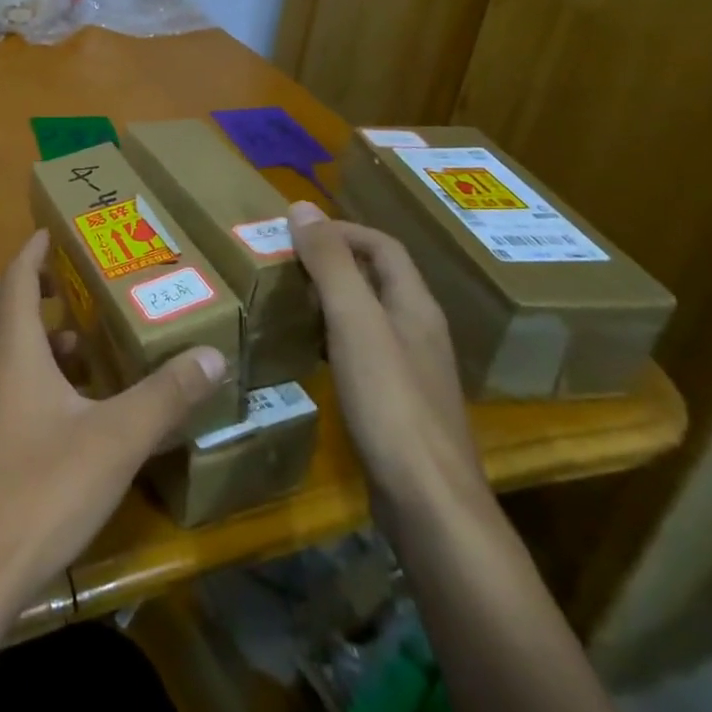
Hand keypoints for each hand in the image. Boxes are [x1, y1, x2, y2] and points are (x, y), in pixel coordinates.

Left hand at [0, 229, 229, 606]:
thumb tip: (211, 355)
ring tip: (84, 354)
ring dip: (33, 341)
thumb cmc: (40, 491)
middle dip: (26, 287)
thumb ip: (164, 398)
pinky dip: (28, 381)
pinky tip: (65, 417)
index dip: (32, 251)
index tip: (52, 231)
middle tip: (68, 285)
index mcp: (12, 353)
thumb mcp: (114, 443)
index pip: (14, 279)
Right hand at [289, 204, 483, 513]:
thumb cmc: (390, 402)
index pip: (383, 247)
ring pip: (368, 316)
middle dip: (332, 262)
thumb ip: (330, 264)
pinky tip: (308, 351)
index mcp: (415, 306)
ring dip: (331, 299)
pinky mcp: (397, 405)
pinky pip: (362, 351)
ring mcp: (411, 371)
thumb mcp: (354, 322)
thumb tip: (302, 207)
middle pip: (377, 279)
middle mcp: (418, 331)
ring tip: (287, 298)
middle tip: (283, 262)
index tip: (296, 231)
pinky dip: (332, 337)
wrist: (428, 504)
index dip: (342, 230)